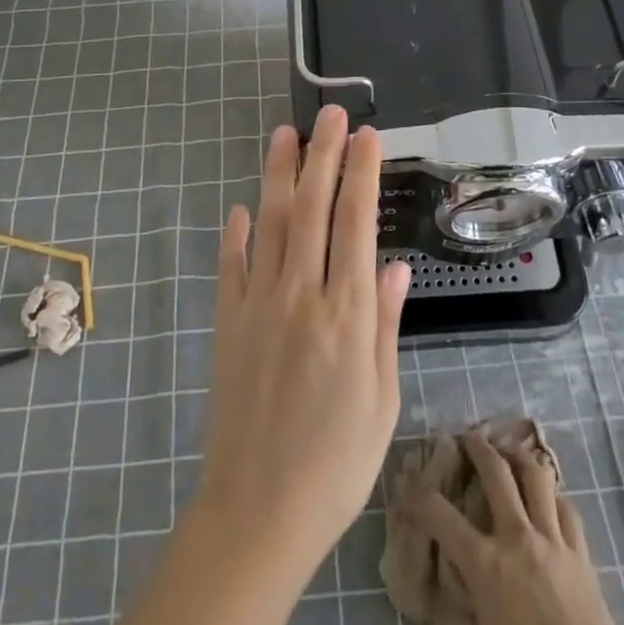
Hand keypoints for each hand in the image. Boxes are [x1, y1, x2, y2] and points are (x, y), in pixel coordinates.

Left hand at [195, 108, 412, 574]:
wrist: (259, 511)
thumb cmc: (337, 463)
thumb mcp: (382, 398)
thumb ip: (387, 323)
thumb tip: (396, 264)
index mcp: (348, 313)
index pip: (356, 222)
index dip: (361, 172)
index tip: (366, 135)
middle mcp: (302, 294)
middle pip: (311, 207)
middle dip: (322, 154)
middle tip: (328, 113)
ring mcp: (259, 304)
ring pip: (270, 222)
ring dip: (278, 173)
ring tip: (285, 134)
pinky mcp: (228, 321)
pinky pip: (231, 264)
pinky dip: (235, 231)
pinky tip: (240, 207)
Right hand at [409, 432, 623, 624]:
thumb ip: (455, 622)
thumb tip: (431, 603)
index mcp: (484, 562)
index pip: (439, 513)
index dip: (417, 494)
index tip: (407, 484)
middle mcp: (515, 535)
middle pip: (495, 471)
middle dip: (477, 447)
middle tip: (467, 436)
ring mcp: (551, 536)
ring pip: (535, 475)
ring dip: (519, 455)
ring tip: (509, 449)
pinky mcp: (579, 547)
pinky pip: (565, 505)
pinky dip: (553, 492)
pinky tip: (547, 492)